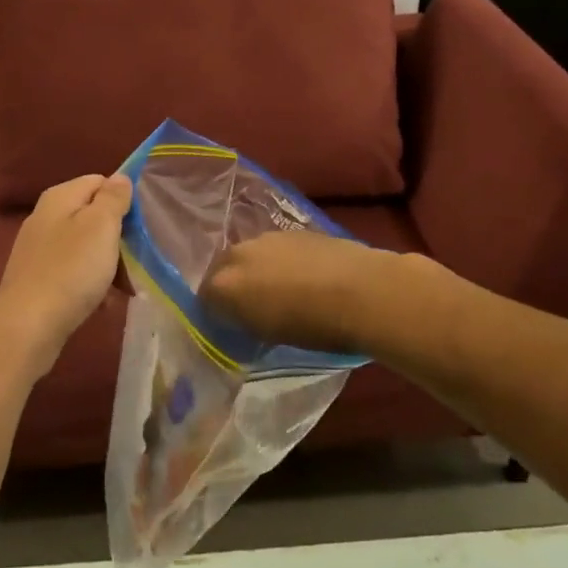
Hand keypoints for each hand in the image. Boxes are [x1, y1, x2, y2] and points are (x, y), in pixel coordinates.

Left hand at [0, 173, 132, 377]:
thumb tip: (120, 177)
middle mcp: (45, 216)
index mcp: (59, 197)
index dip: (123, 200)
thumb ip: (113, 198)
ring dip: (108, 265)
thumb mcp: (100, 226)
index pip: (99, 181)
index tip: (140, 226)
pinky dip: (90, 284)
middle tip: (136, 262)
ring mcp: (38, 249)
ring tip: (124, 289)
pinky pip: (73, 272)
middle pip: (93, 216)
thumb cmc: (71, 270)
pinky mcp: (37, 278)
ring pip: (85, 247)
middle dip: (118, 238)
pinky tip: (102, 304)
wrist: (28, 326)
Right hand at [201, 231, 399, 354]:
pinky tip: (302, 278)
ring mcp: (267, 238)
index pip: (204, 299)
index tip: (230, 327)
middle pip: (223, 270)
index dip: (216, 314)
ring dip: (257, 271)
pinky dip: (280, 262)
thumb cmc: (313, 326)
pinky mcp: (295, 231)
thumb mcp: (268, 336)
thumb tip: (239, 318)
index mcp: (224, 284)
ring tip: (280, 292)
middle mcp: (238, 254)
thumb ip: (244, 322)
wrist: (363, 291)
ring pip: (250, 256)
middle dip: (231, 286)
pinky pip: (275, 249)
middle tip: (251, 309)